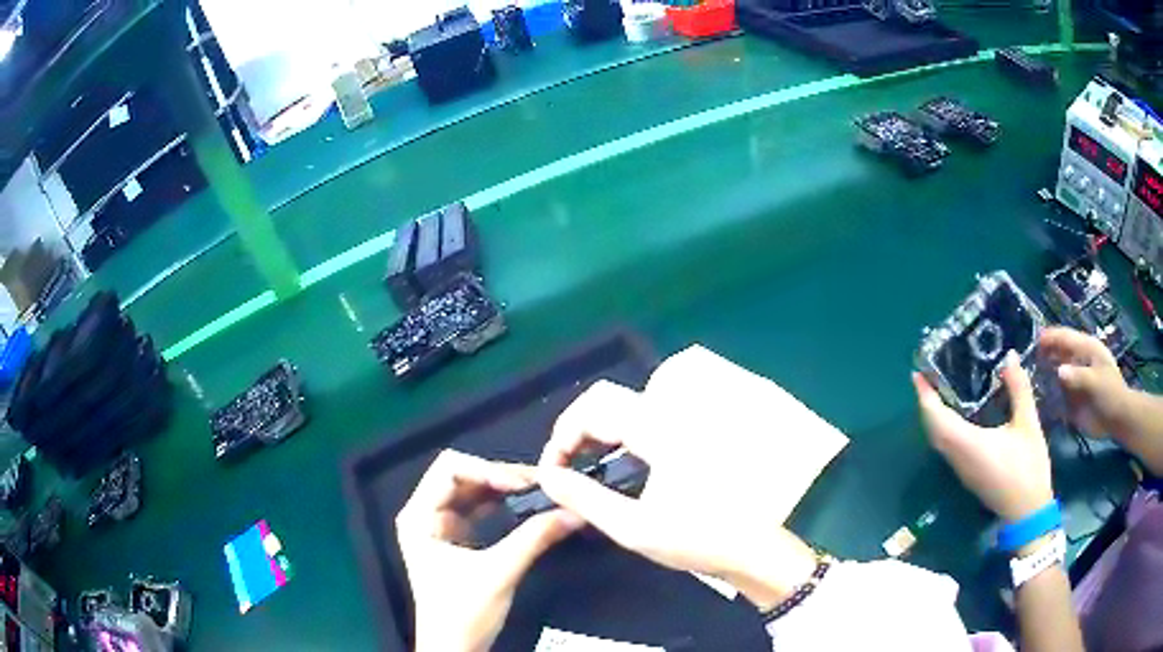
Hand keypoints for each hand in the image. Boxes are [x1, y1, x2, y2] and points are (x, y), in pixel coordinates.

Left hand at [397, 450, 581, 651]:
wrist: (455, 648)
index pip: (449, 469)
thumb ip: (534, 539)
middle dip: (499, 476)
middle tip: (539, 484)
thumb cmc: (463, 613)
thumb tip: (572, 512)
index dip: (487, 469)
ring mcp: (439, 526)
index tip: (523, 484)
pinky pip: (478, 509)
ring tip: (538, 491)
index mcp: (419, 516)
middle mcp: (425, 514)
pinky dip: (501, 504)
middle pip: (461, 475)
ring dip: (503, 489)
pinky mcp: (455, 539)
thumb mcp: (499, 574)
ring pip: (472, 491)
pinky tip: (524, 505)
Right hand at [536, 380, 818, 610]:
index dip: (562, 436)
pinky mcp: (694, 434)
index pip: (593, 409)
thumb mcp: (633, 527)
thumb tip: (548, 477)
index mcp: (659, 430)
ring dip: (596, 429)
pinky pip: (644, 418)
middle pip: (607, 398)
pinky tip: (618, 464)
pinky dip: (619, 433)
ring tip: (586, 465)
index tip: (554, 472)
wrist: (754, 547)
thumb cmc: (697, 538)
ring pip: (625, 405)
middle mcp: (672, 414)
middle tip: (566, 465)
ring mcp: (686, 421)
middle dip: (576, 427)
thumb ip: (585, 499)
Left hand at [913, 351, 1052, 521]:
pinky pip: (948, 447)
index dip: (925, 397)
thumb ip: (1018, 389)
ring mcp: (961, 469)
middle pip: (933, 429)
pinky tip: (957, 414)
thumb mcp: (1028, 425)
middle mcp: (958, 457)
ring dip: (935, 416)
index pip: (937, 419)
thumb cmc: (1028, 469)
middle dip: (927, 403)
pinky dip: (944, 428)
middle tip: (929, 376)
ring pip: (939, 440)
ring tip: (940, 389)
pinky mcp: (967, 474)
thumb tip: (1009, 355)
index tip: (917, 374)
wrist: (1027, 514)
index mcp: (968, 444)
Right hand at [1039, 327, 1132, 437]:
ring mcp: (1077, 379)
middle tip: (1028, 357)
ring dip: (1046, 371)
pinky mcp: (1074, 398)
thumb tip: (1058, 371)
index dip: (1052, 336)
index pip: (1066, 338)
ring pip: (1058, 371)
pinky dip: (1049, 392)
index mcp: (1087, 349)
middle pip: (1060, 352)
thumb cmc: (1110, 394)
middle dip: (1046, 352)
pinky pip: (1058, 393)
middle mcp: (1080, 361)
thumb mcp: (1096, 382)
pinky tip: (1039, 395)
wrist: (1117, 419)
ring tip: (1030, 374)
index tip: (1035, 339)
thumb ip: (1078, 377)